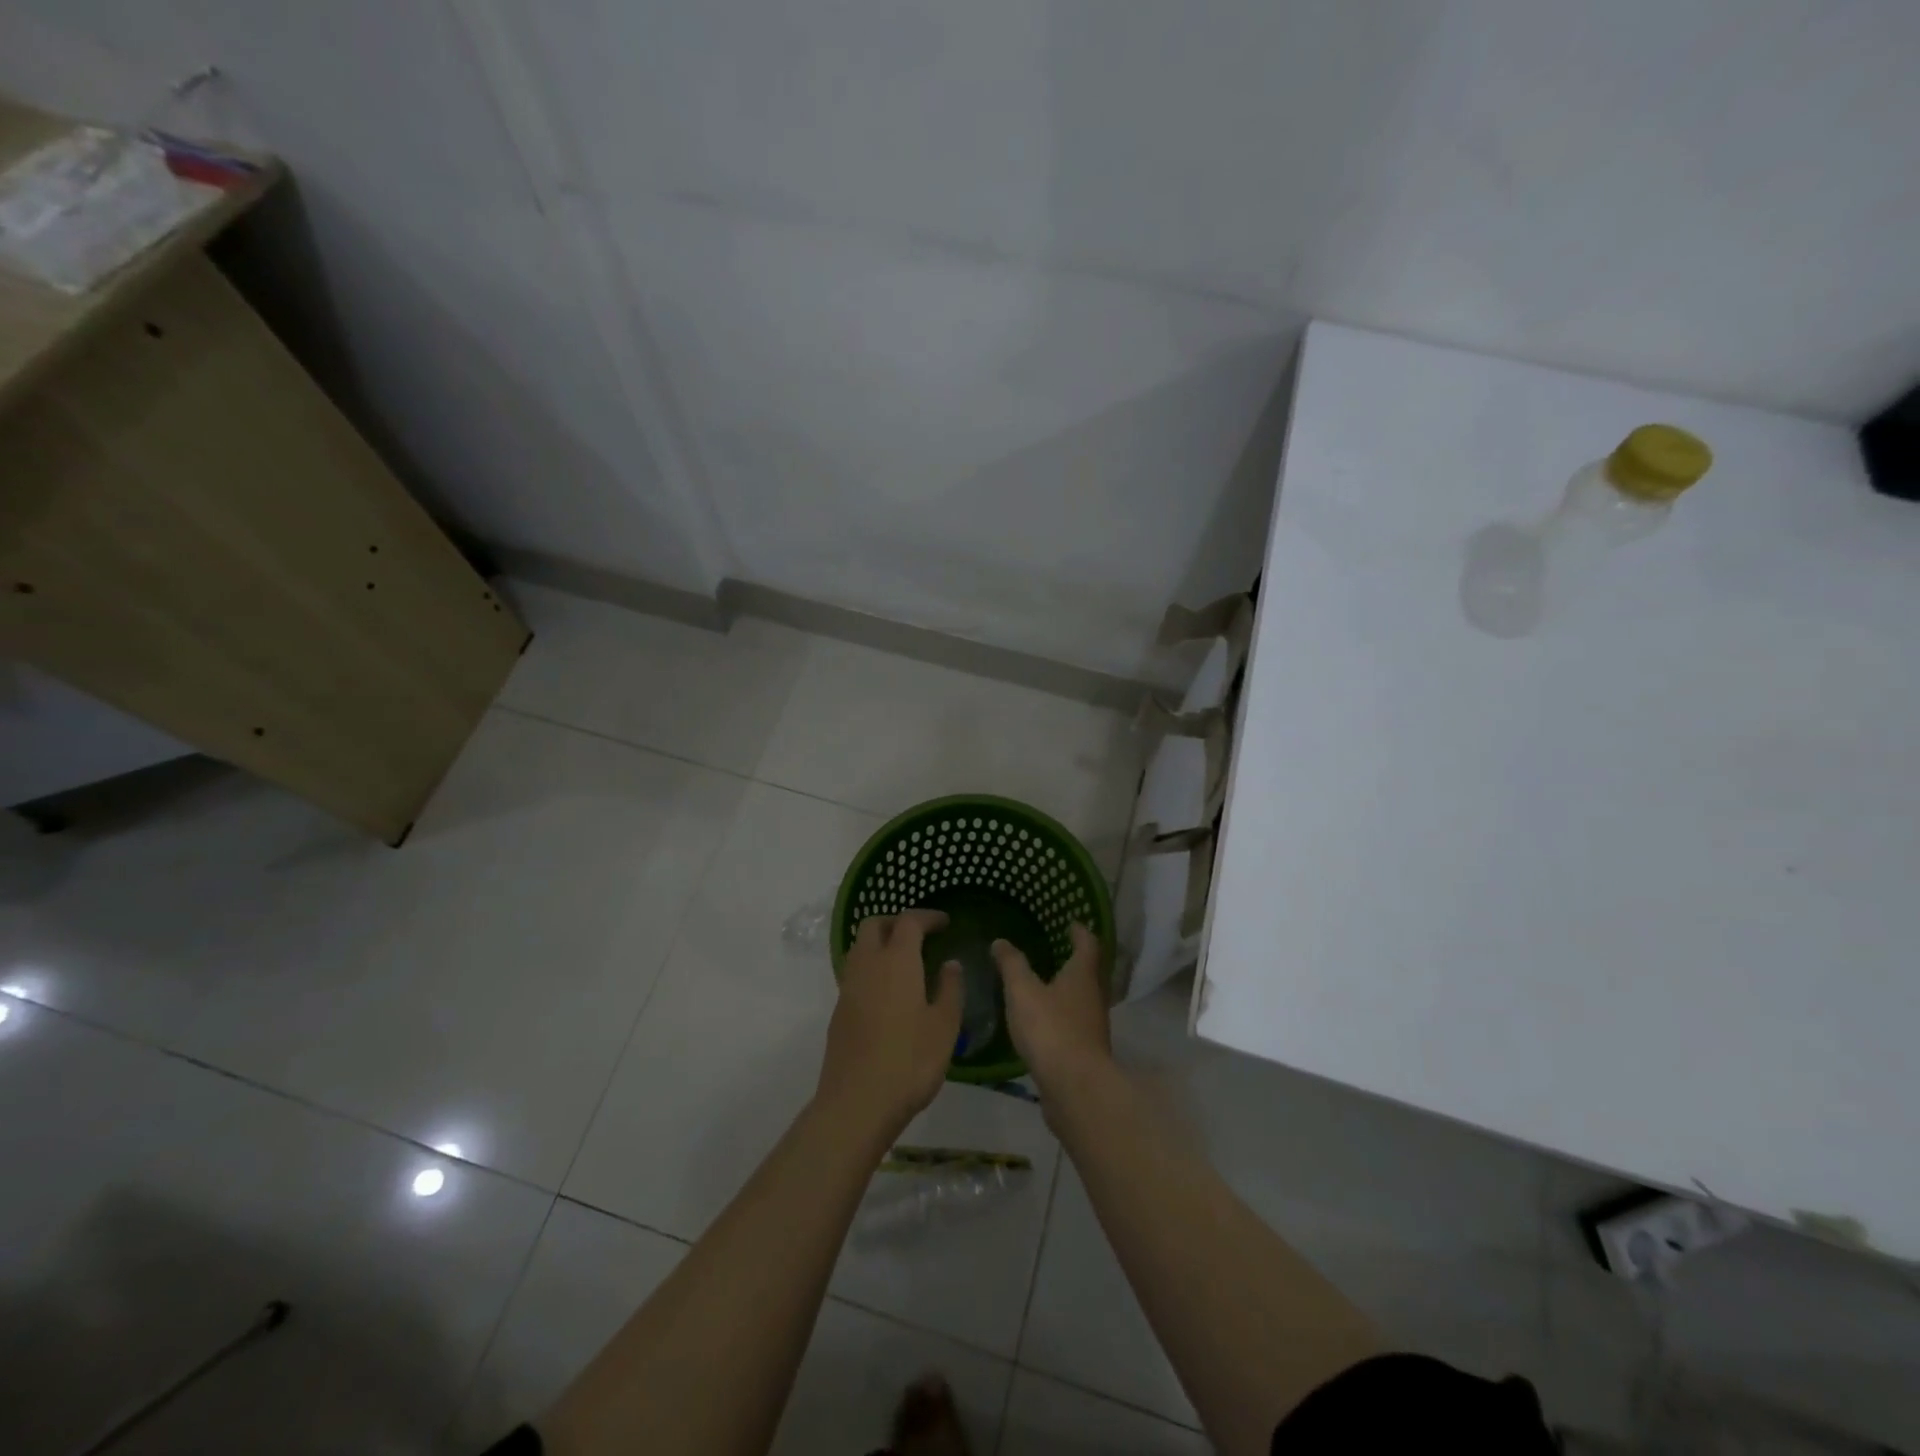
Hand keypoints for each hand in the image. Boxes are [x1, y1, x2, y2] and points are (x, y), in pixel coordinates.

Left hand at [816, 910, 961, 1139]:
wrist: (856, 1103)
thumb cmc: (909, 1061)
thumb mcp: (944, 1026)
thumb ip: (950, 989)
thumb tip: (950, 963)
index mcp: (897, 961)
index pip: (909, 921)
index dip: (927, 916)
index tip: (944, 922)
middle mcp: (868, 965)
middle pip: (874, 925)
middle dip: (896, 922)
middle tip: (920, 935)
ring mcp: (848, 988)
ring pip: (860, 947)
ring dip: (880, 943)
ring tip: (906, 962)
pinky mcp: (839, 1011)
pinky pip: (855, 973)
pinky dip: (872, 968)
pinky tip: (890, 993)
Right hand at [992, 924, 1110, 1101]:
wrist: (1075, 1088)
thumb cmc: (1051, 1029)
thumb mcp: (1023, 991)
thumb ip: (1012, 965)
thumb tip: (1001, 941)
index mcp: (1082, 975)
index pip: (1088, 944)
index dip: (1080, 931)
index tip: (1071, 923)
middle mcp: (1094, 997)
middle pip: (1090, 972)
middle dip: (1075, 960)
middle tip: (1056, 950)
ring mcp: (1093, 1026)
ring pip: (1083, 999)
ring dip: (1069, 990)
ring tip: (1045, 984)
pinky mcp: (1086, 1052)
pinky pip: (1075, 1024)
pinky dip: (1062, 1016)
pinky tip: (1043, 1022)